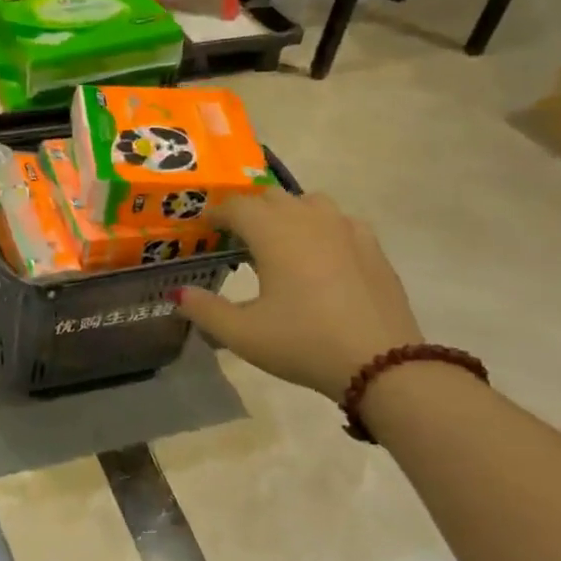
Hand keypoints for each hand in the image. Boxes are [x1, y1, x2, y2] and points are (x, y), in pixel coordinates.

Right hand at [176, 188, 423, 401]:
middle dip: (249, 210)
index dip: (215, 214)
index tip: (204, 229)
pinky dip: (322, 229)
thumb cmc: (303, 342)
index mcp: (273, 232)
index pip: (236, 206)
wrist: (383, 364)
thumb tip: (178, 294)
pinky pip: (340, 222)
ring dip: (288, 213)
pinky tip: (321, 258)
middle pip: (271, 196)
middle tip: (236, 239)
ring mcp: (347, 229)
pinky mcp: (373, 247)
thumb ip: (204, 310)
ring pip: (309, 202)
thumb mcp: (243, 334)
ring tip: (279, 243)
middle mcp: (309, 219)